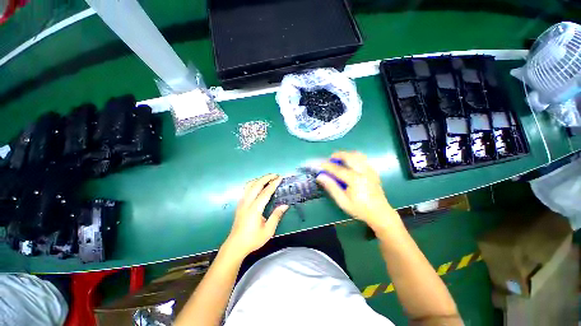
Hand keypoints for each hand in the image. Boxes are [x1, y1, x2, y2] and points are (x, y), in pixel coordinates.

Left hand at [224, 174, 288, 257]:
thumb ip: (276, 216)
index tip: (280, 178)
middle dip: (266, 177)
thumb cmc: (253, 239)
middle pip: (256, 185)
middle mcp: (247, 202)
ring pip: (249, 185)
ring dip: (259, 179)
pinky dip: (253, 183)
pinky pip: (246, 189)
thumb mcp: (268, 230)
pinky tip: (258, 186)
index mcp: (255, 209)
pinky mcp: (239, 204)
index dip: (273, 184)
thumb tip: (285, 205)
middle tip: (275, 175)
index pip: (265, 192)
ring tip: (268, 179)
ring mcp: (242, 202)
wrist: (236, 245)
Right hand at [318, 151, 398, 230]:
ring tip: (339, 159)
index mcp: (355, 180)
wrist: (380, 213)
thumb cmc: (359, 209)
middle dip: (338, 155)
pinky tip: (350, 163)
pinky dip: (354, 157)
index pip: (338, 169)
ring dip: (347, 154)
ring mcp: (370, 170)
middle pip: (350, 157)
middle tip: (330, 158)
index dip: (328, 166)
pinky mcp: (373, 171)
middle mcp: (364, 172)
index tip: (320, 164)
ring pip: (358, 155)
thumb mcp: (342, 201)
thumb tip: (320, 176)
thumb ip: (331, 187)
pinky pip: (363, 159)